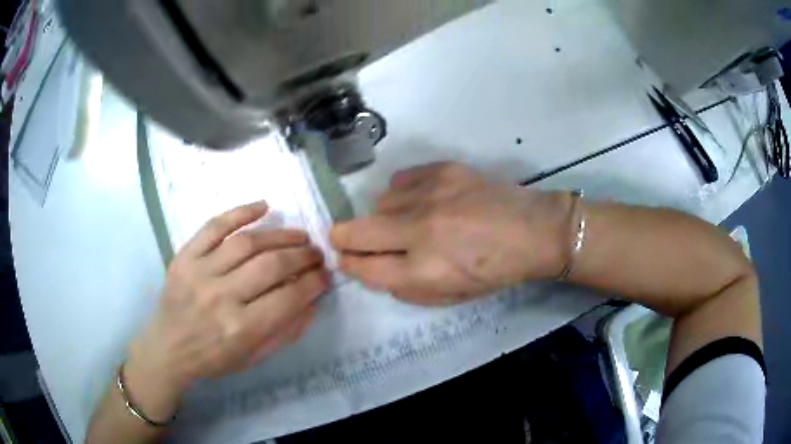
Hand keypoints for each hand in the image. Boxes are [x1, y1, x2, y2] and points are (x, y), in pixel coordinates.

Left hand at [124, 202, 329, 420]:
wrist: (167, 348)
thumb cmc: (213, 358)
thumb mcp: (254, 357)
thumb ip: (285, 331)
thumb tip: (313, 301)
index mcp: (241, 329)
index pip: (289, 298)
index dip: (314, 283)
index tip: (325, 275)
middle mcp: (221, 297)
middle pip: (271, 265)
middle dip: (303, 256)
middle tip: (316, 253)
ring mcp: (200, 272)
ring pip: (247, 242)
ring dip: (280, 234)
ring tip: (299, 236)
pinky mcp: (185, 256)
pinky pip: (215, 226)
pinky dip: (240, 212)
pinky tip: (263, 207)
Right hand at [330, 163, 571, 305]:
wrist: (533, 230)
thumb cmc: (495, 271)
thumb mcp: (451, 296)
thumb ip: (407, 288)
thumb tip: (374, 269)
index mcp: (424, 271)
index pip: (365, 268)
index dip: (348, 264)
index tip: (344, 258)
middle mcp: (419, 232)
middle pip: (356, 231)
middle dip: (342, 237)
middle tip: (343, 238)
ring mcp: (430, 196)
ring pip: (379, 202)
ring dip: (383, 216)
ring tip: (406, 220)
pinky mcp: (443, 170)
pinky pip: (401, 180)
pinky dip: (403, 193)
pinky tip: (421, 200)